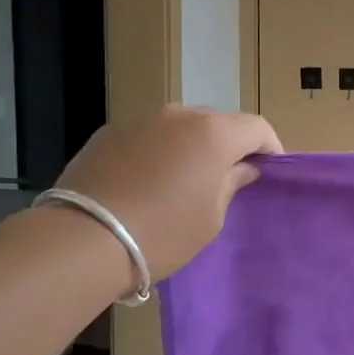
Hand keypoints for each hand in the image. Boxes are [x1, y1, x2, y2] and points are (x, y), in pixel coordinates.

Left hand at [54, 105, 282, 279]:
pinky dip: (159, 151)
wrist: (83, 239)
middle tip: (229, 178)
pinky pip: (149, 136)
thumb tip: (242, 166)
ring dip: (192, 146)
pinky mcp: (110, 132)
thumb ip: (231, 183)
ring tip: (185, 180)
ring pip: (181, 127)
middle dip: (230, 145)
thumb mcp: (211, 218)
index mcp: (214, 133)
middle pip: (219, 122)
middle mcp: (180, 115)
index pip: (257, 127)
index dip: (270, 147)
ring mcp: (142, 119)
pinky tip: (149, 181)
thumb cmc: (163, 232)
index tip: (270, 170)